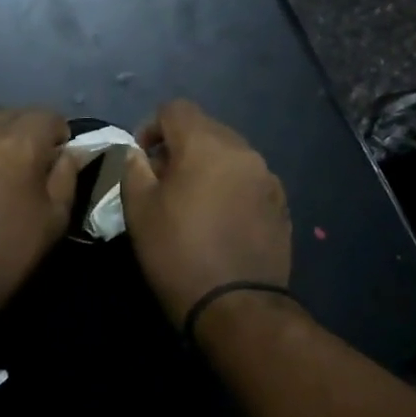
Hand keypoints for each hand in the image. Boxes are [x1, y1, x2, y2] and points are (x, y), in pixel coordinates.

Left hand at [0, 109, 80, 311]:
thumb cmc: (9, 253)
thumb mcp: (54, 218)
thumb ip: (67, 175)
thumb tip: (71, 151)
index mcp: (17, 145)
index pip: (48, 116)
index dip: (59, 135)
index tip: (58, 158)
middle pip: (13, 114)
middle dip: (27, 130)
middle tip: (30, 163)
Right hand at [120, 100, 290, 327]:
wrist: (236, 307)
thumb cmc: (177, 254)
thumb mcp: (139, 210)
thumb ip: (134, 168)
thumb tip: (138, 152)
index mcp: (206, 145)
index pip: (175, 109)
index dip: (151, 127)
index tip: (142, 159)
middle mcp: (243, 151)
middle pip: (206, 128)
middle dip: (180, 146)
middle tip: (163, 181)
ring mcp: (267, 178)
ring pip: (229, 154)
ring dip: (207, 166)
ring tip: (192, 202)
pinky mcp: (281, 204)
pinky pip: (248, 180)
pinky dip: (229, 187)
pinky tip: (219, 220)